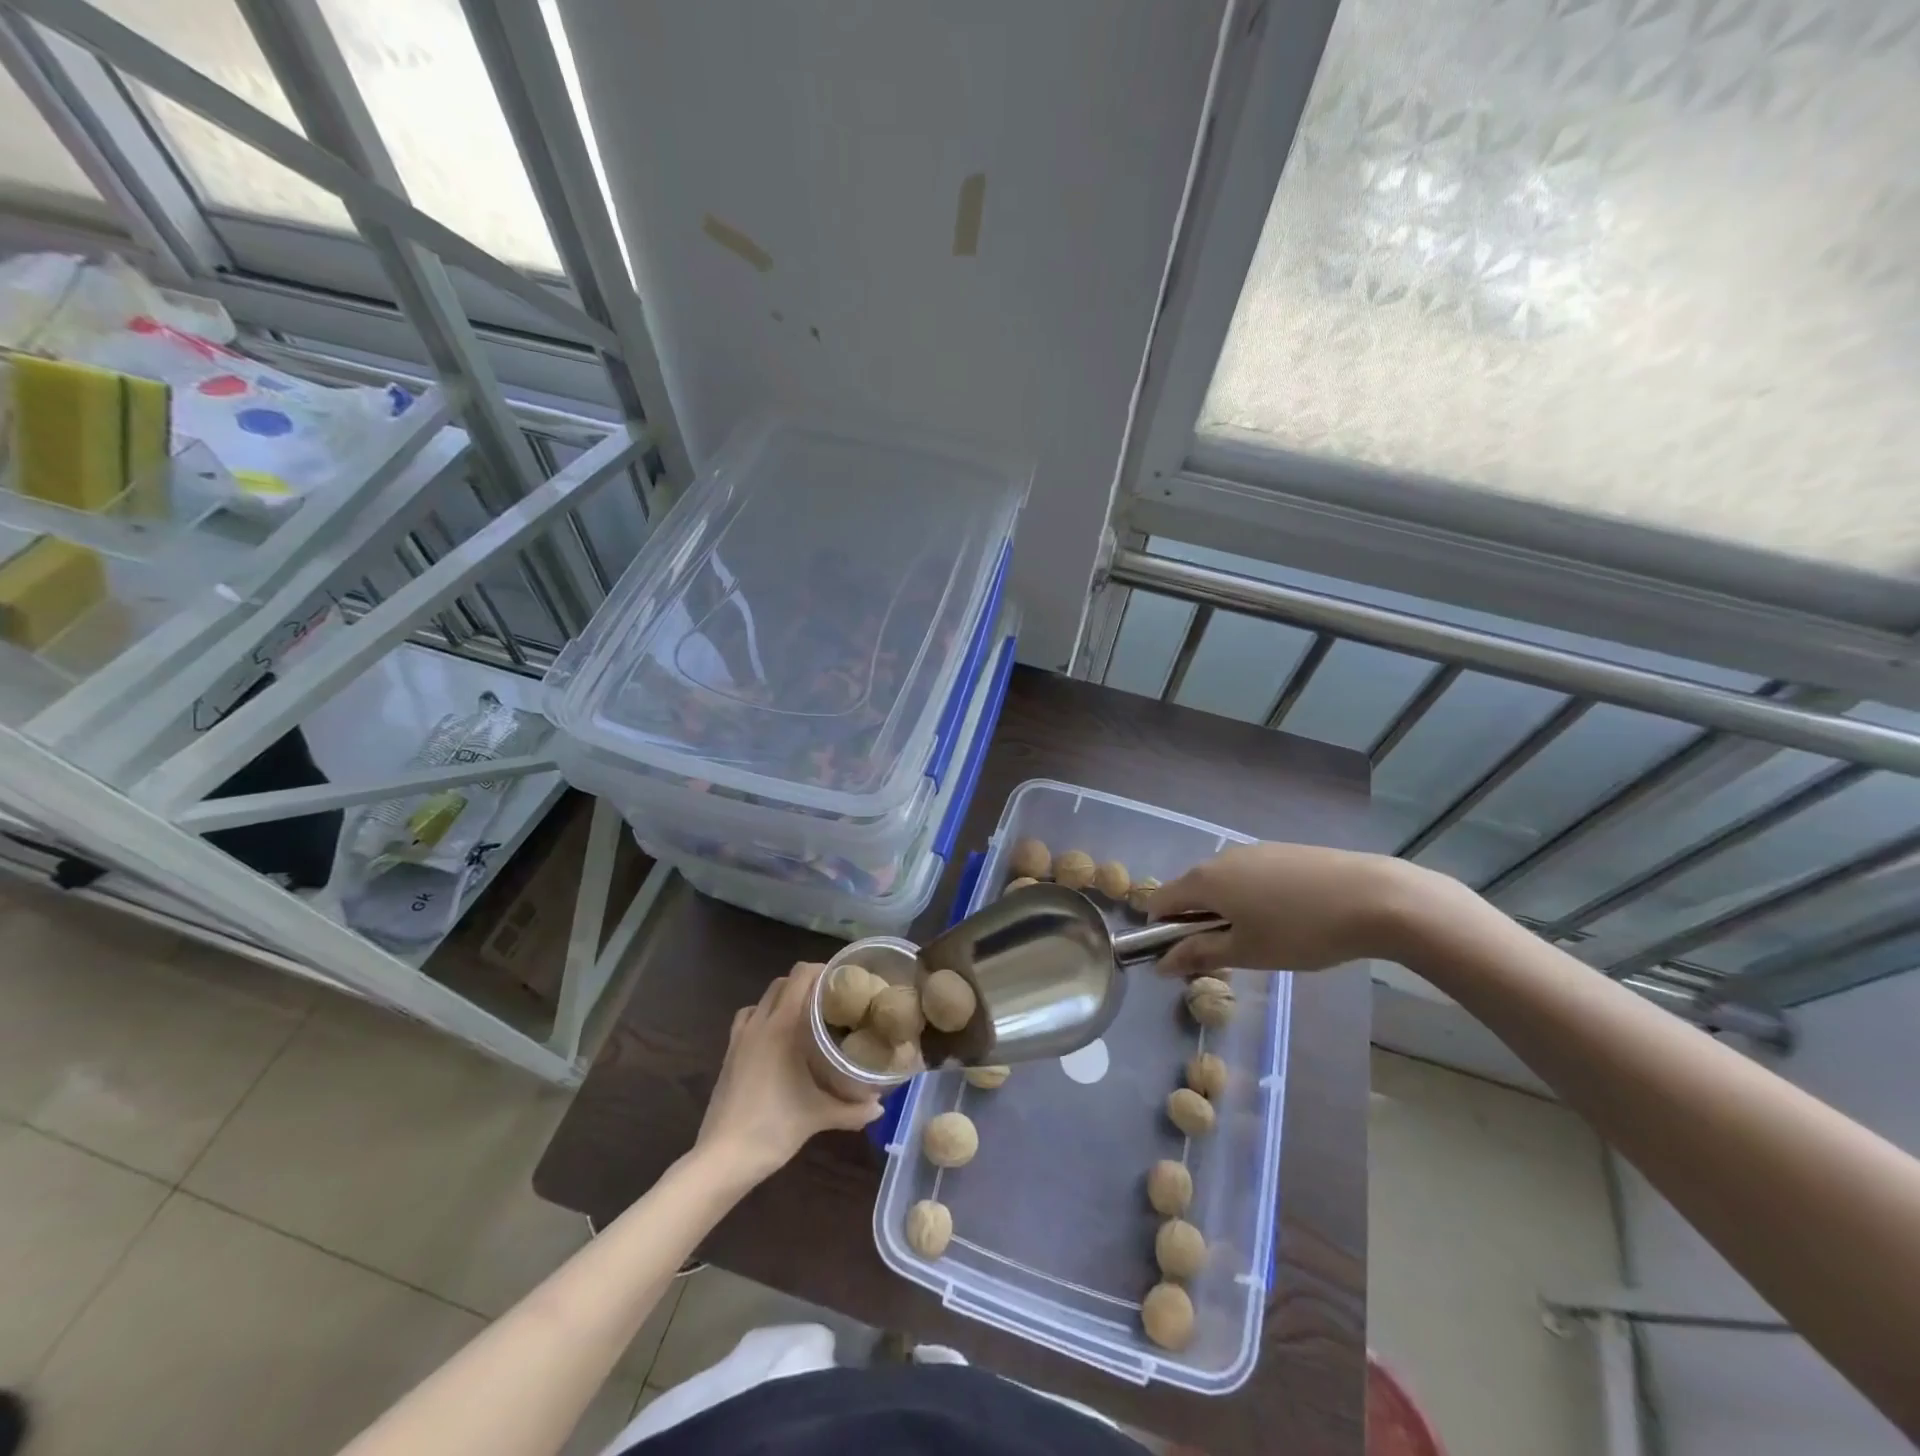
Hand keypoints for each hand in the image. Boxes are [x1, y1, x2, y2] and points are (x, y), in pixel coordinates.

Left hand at [696, 962, 883, 1185]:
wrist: (723, 1158)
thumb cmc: (773, 1128)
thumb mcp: (818, 1117)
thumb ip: (853, 1110)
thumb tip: (880, 1106)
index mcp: (782, 1026)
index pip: (800, 976)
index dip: (821, 970)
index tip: (843, 981)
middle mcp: (759, 1023)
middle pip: (781, 983)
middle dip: (805, 984)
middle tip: (829, 1000)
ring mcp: (739, 1039)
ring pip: (762, 1000)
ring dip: (782, 999)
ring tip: (804, 1016)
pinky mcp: (728, 1055)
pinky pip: (747, 1021)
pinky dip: (763, 1018)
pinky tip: (777, 1041)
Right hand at [1148, 842, 1442, 976]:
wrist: (1376, 898)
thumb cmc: (1301, 931)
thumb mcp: (1247, 952)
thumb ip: (1200, 955)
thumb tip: (1161, 964)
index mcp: (1204, 880)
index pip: (1160, 900)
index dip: (1162, 930)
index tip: (1183, 957)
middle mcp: (1221, 857)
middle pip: (1191, 890)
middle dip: (1197, 921)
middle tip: (1228, 954)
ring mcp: (1254, 850)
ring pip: (1223, 882)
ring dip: (1226, 908)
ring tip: (1262, 938)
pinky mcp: (1283, 850)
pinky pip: (1250, 875)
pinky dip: (1252, 896)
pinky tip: (1287, 917)